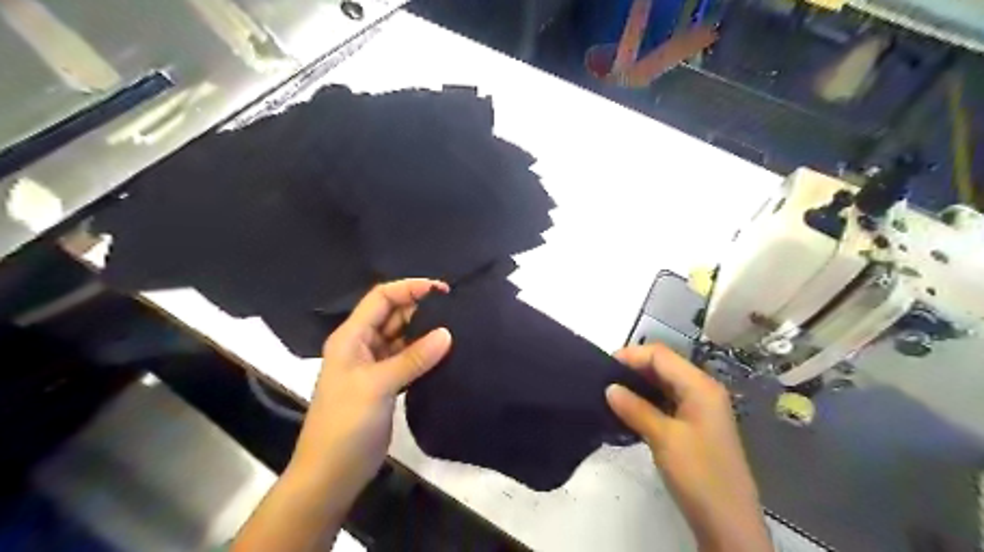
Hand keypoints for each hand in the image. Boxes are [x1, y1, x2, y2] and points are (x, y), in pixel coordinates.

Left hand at [290, 280, 447, 499]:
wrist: (331, 474)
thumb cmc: (345, 424)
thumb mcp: (378, 385)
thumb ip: (414, 357)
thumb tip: (448, 333)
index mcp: (352, 337)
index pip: (381, 298)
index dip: (409, 288)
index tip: (442, 290)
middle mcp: (362, 345)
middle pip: (393, 315)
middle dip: (421, 308)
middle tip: (455, 310)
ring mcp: (374, 365)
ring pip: (402, 337)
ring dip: (425, 332)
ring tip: (457, 328)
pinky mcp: (386, 384)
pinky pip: (408, 359)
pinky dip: (424, 354)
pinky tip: (446, 354)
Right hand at [604, 344, 772, 548]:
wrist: (729, 523)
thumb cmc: (699, 475)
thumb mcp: (663, 438)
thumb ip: (635, 408)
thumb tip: (609, 388)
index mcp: (700, 386)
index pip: (660, 355)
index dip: (631, 356)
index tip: (603, 368)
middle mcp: (702, 390)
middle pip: (663, 366)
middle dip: (633, 368)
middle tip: (603, 381)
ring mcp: (700, 408)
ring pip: (664, 383)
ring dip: (639, 385)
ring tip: (611, 394)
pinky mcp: (695, 425)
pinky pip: (667, 401)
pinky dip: (647, 400)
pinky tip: (629, 410)